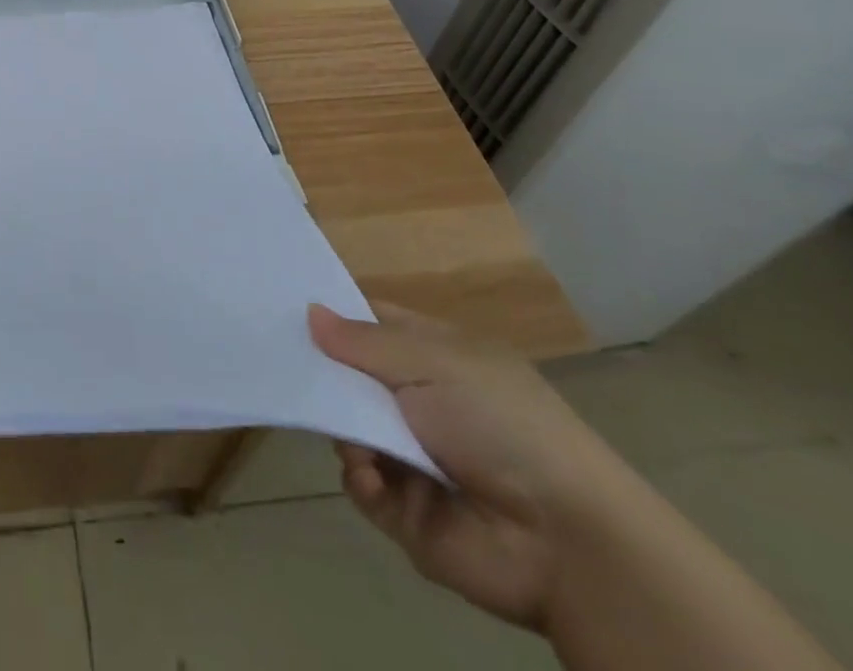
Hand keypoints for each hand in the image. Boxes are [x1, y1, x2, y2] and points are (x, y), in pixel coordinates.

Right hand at [308, 301, 631, 632]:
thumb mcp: (434, 362)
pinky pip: (360, 483)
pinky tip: (372, 477)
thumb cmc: (501, 424)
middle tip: (290, 370)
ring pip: (346, 428)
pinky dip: (360, 478)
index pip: (370, 323)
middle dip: (323, 377)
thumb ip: (363, 341)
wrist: (566, 541)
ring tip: (357, 441)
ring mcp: (410, 455)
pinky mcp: (405, 509)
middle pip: (349, 376)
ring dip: (343, 431)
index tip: (286, 310)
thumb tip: (309, 312)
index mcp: (434, 355)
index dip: (332, 316)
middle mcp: (418, 400)